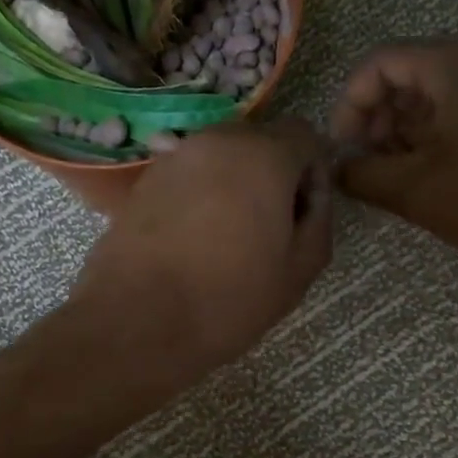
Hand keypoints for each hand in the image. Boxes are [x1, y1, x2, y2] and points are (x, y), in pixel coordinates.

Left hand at [72, 119, 333, 386]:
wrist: (137, 321)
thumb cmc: (229, 299)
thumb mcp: (300, 269)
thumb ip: (319, 218)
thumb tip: (312, 193)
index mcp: (264, 155)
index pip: (305, 135)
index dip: (313, 172)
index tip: (303, 214)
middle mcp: (218, 140)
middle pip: (261, 142)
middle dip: (273, 175)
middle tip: (268, 229)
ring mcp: (175, 157)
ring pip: (223, 158)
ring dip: (236, 184)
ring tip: (228, 238)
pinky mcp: (145, 180)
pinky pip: (190, 175)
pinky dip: (202, 195)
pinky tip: (194, 241)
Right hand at [331, 39, 457, 266]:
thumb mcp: (411, 188)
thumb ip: (360, 173)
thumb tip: (337, 169)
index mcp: (453, 64)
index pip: (380, 63)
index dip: (349, 103)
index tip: (342, 147)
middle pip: (407, 74)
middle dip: (376, 117)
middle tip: (364, 161)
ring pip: (434, 94)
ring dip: (402, 129)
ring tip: (389, 173)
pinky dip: (432, 135)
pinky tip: (423, 173)